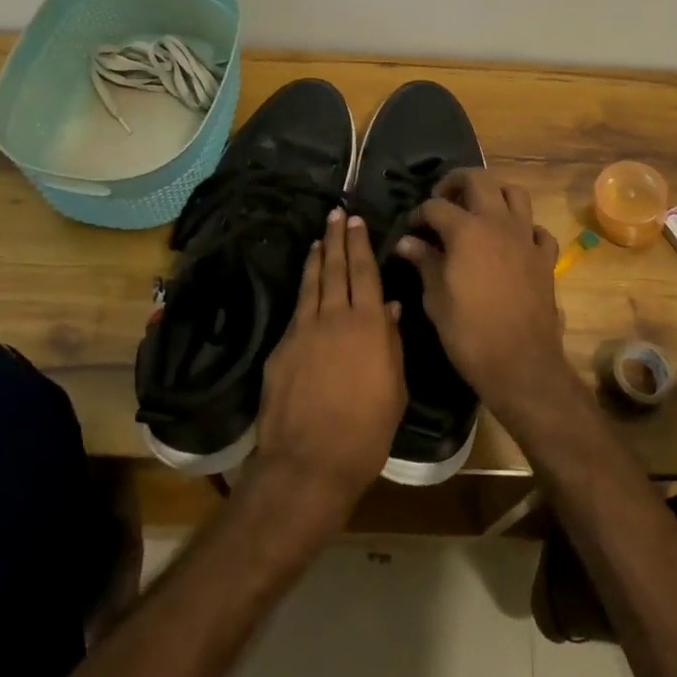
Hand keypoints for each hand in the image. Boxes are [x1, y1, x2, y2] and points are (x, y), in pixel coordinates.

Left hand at [251, 208, 407, 534]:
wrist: (308, 461)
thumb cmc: (365, 432)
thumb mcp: (395, 390)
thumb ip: (392, 344)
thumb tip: (391, 309)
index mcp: (368, 325)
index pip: (365, 273)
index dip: (360, 245)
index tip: (357, 221)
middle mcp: (335, 317)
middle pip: (335, 269)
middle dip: (336, 239)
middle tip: (336, 214)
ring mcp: (303, 330)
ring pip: (311, 284)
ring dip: (316, 258)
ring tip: (319, 238)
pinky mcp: (281, 348)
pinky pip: (296, 309)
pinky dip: (302, 289)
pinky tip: (305, 285)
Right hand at [395, 169, 570, 419]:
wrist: (519, 363)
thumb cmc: (468, 331)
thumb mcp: (435, 297)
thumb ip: (424, 262)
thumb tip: (407, 242)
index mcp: (466, 229)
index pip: (436, 206)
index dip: (419, 214)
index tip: (410, 228)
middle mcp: (498, 223)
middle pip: (479, 180)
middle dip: (456, 182)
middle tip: (443, 199)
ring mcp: (526, 238)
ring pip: (515, 194)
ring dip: (494, 194)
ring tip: (479, 210)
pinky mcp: (545, 258)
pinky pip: (537, 230)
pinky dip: (524, 228)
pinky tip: (512, 241)